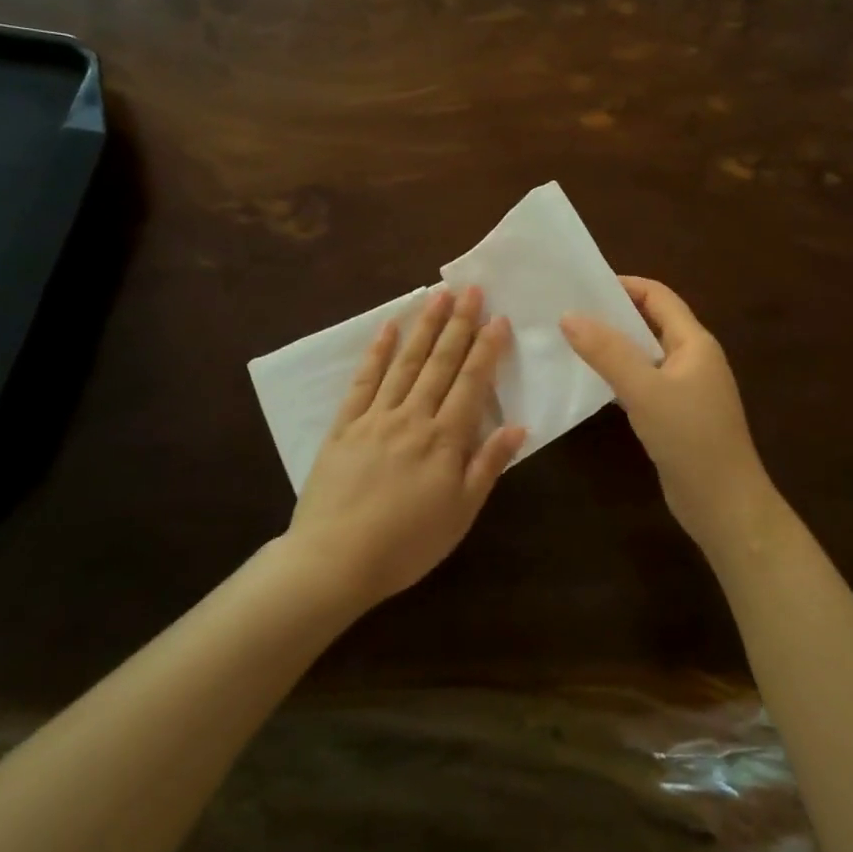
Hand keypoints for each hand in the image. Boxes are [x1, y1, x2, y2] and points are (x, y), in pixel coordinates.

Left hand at [288, 287, 525, 607]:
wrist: (334, 561)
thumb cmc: (407, 544)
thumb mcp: (461, 513)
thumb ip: (488, 465)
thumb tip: (518, 426)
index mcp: (444, 440)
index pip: (471, 383)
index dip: (486, 349)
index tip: (498, 318)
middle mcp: (412, 417)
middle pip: (440, 363)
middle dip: (459, 324)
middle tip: (471, 289)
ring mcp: (375, 417)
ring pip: (405, 363)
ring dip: (424, 327)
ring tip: (438, 295)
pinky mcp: (344, 425)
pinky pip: (363, 381)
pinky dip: (377, 352)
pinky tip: (388, 327)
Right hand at [560, 277, 779, 557]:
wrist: (724, 505)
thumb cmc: (690, 438)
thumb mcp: (645, 390)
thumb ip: (607, 352)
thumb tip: (569, 315)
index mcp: (694, 342)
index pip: (658, 297)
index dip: (624, 285)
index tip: (583, 286)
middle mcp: (693, 359)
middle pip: (652, 322)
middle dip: (614, 315)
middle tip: (569, 312)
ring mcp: (686, 389)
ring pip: (646, 355)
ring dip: (614, 346)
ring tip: (572, 342)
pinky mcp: (676, 416)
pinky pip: (644, 383)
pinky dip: (620, 375)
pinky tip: (593, 382)